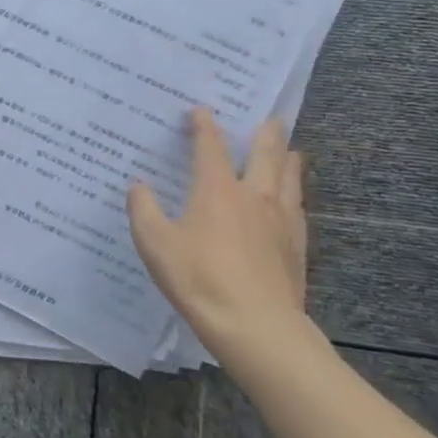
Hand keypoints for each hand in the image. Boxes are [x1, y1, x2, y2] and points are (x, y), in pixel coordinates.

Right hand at [128, 111, 309, 357]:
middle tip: (270, 116)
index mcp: (217, 189)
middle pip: (266, 153)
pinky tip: (293, 203)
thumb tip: (138, 185)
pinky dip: (295, 195)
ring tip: (289, 151)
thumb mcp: (155, 244)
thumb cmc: (199, 279)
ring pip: (290, 178)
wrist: (257, 327)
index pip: (211, 146)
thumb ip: (143, 210)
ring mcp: (281, 221)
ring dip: (287, 159)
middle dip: (266, 132)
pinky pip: (299, 209)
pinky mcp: (297, 247)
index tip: (200, 110)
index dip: (204, 125)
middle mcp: (254, 196)